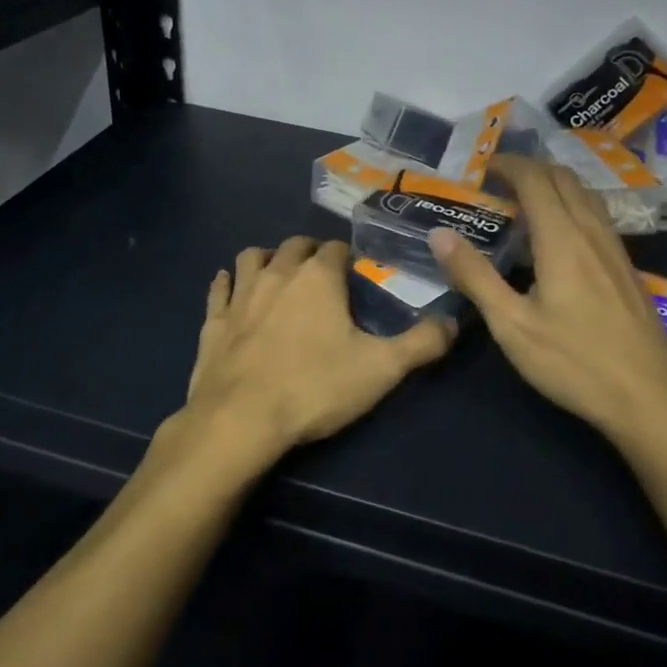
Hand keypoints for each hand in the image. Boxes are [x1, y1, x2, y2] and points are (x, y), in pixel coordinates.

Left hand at [171, 236, 454, 473]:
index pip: (335, 248)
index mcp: (317, 277)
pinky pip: (219, 289)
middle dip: (310, 252)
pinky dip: (226, 284)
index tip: (356, 275)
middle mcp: (276, 274)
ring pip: (251, 258)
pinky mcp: (212, 322)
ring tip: (278, 275)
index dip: (348, 258)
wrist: (239, 420)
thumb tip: (454, 322)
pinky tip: (229, 288)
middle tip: (323, 275)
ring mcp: (240, 296)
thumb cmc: (314, 388)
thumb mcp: (382, 369)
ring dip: (266, 259)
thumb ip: (422, 343)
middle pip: (294, 246)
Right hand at [429, 154, 666, 459]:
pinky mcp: (627, 268)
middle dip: (530, 169)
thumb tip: (439, 234)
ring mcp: (615, 249)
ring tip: (525, 202)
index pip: (535, 179)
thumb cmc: (574, 362)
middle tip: (498, 182)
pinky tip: (560, 236)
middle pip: (563, 178)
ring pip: (585, 195)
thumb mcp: (512, 325)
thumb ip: (475, 276)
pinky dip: (572, 205)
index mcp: (562, 238)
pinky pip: (597, 216)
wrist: (650, 397)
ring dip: (554, 185)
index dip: (508, 165)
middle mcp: (592, 232)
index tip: (482, 167)